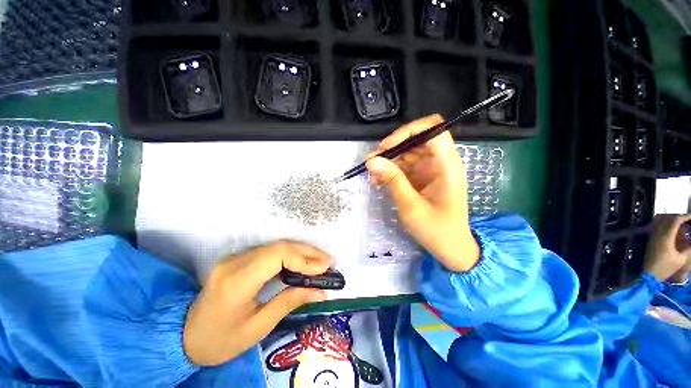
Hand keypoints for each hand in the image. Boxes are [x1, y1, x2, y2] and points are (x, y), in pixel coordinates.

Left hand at [183, 241, 332, 365]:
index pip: (278, 256)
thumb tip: (320, 292)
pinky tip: (303, 261)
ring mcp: (235, 257)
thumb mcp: (257, 328)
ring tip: (321, 260)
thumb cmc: (220, 340)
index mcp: (237, 282)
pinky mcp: (238, 258)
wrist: (183, 336)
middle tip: (329, 261)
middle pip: (279, 246)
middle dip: (308, 252)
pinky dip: (291, 254)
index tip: (325, 267)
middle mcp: (235, 262)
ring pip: (276, 245)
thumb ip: (289, 302)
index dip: (305, 259)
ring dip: (302, 251)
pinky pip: (270, 251)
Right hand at [365, 114, 479, 271]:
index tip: (386, 147)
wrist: (450, 249)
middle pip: (415, 140)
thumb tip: (371, 161)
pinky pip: (404, 167)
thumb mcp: (411, 206)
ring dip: (388, 161)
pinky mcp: (422, 178)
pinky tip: (379, 182)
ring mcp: (431, 170)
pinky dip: (391, 172)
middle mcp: (440, 162)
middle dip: (392, 149)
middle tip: (372, 162)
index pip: (432, 130)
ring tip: (372, 176)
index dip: (408, 131)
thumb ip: (392, 181)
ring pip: (407, 154)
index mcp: (447, 165)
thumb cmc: (437, 230)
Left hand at [644, 214, 690, 281]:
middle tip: (687, 220)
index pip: (675, 220)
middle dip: (678, 217)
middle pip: (667, 218)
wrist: (649, 274)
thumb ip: (689, 249)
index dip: (684, 217)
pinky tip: (672, 231)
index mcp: (666, 236)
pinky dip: (665, 225)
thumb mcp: (681, 259)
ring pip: (660, 221)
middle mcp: (657, 233)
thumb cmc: (666, 268)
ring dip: (670, 220)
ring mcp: (652, 236)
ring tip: (681, 224)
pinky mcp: (650, 240)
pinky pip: (657, 227)